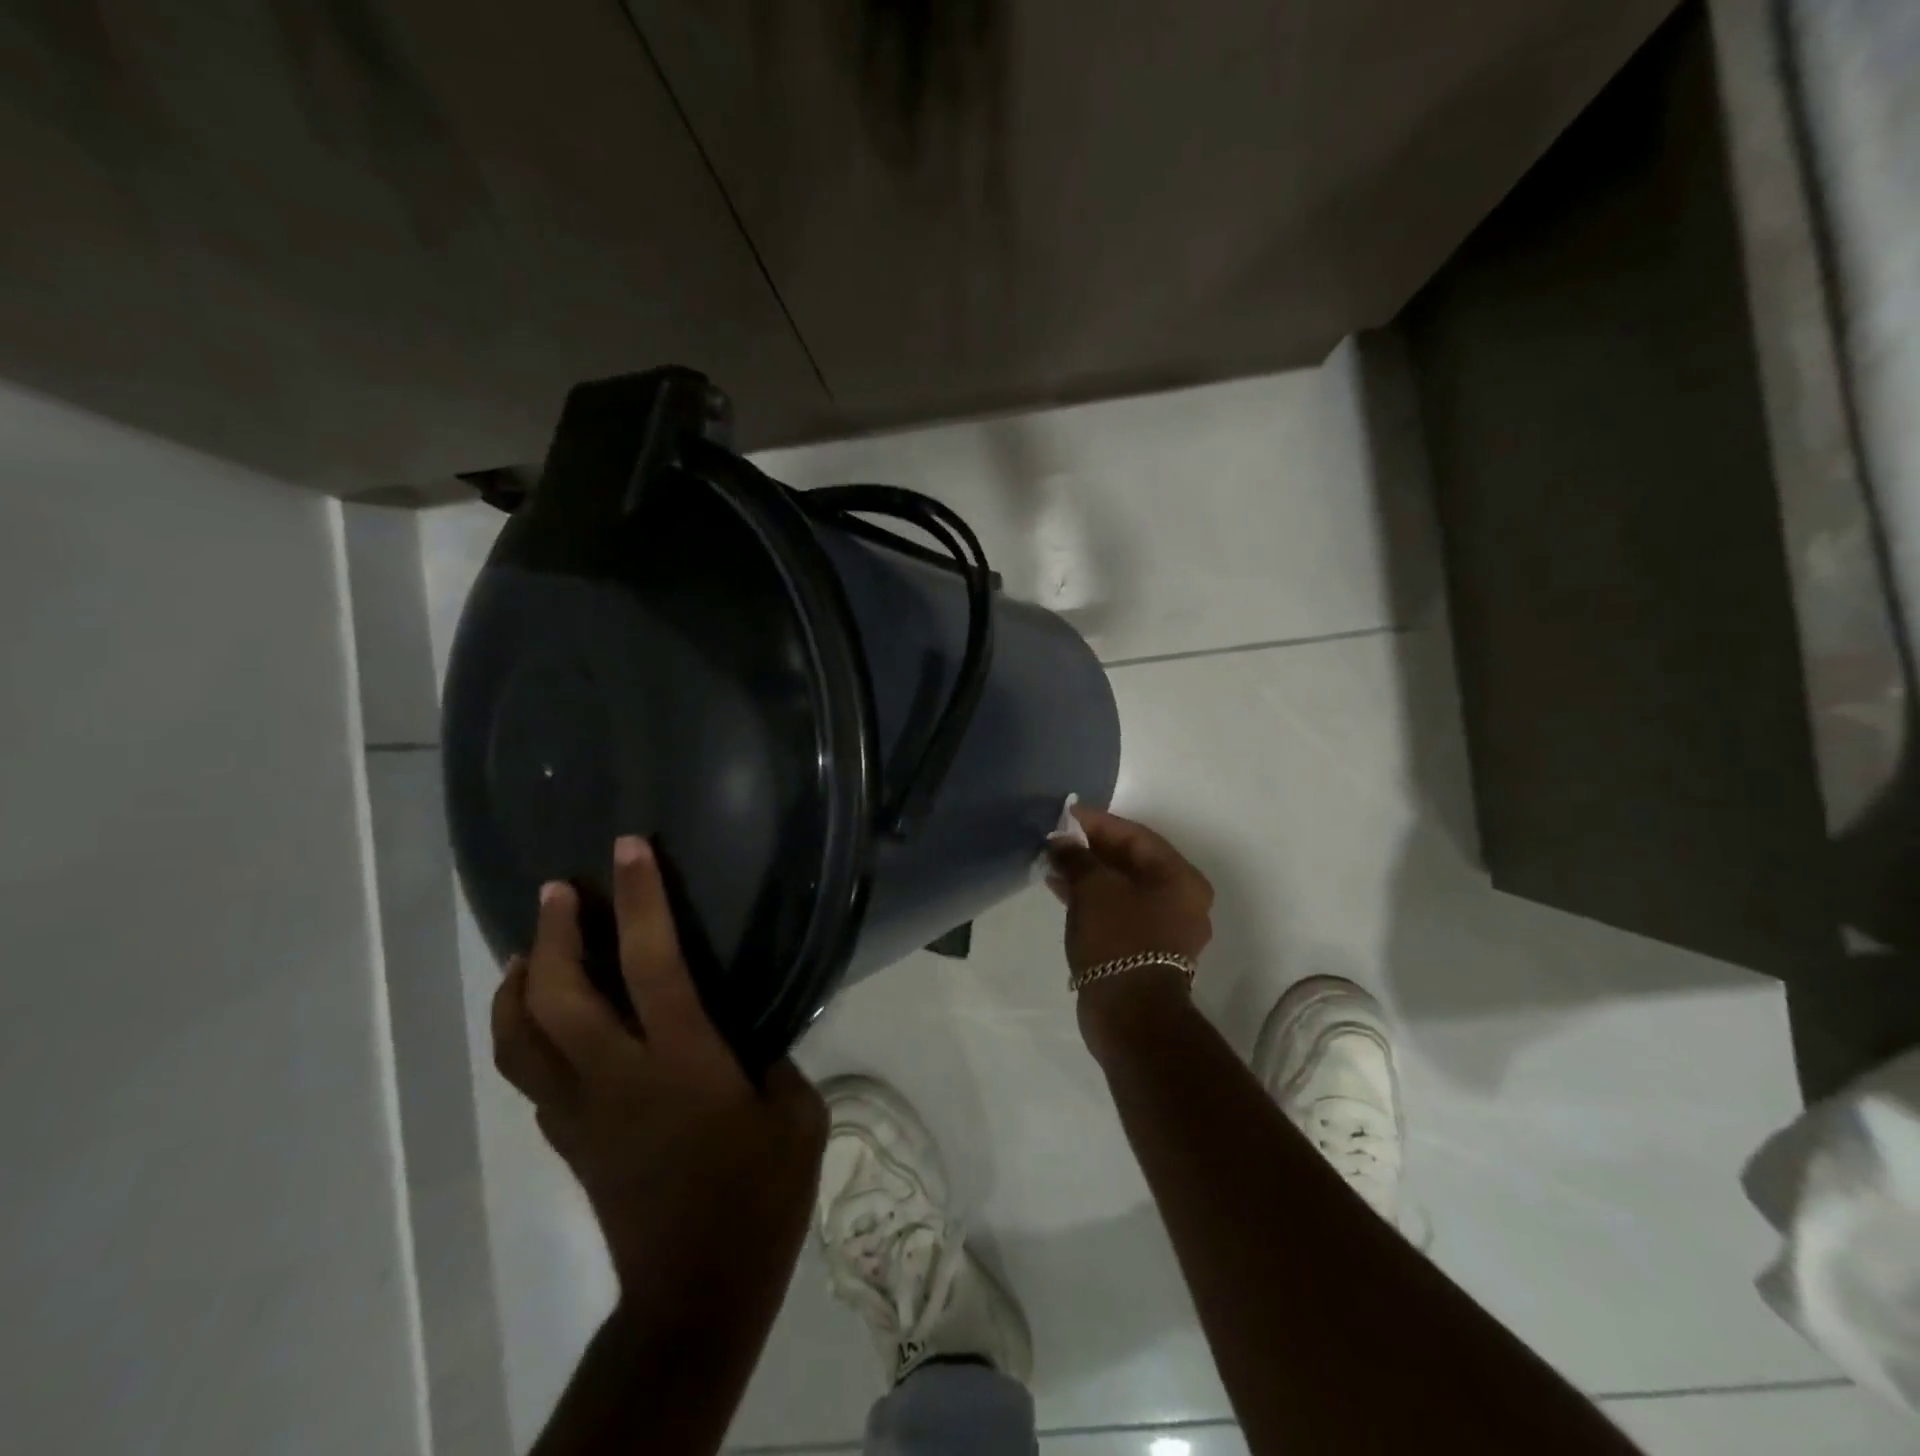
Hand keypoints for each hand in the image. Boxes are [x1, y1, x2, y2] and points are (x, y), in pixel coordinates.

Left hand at [491, 836, 825, 1306]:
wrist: (697, 1293)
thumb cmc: (758, 1197)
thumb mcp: (797, 1117)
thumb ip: (773, 1064)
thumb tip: (751, 1040)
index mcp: (681, 1061)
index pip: (650, 962)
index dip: (637, 898)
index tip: (628, 848)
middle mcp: (617, 1076)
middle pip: (556, 994)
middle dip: (552, 932)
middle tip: (559, 890)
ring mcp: (581, 1111)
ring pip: (519, 1036)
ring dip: (517, 982)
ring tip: (530, 947)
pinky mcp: (568, 1140)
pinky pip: (530, 1073)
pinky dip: (524, 1032)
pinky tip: (545, 1019)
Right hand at [1048, 806, 1214, 1054]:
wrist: (1130, 1015)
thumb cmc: (1119, 940)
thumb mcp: (1094, 889)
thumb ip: (1078, 858)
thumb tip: (1062, 842)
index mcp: (1181, 878)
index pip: (1136, 836)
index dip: (1099, 822)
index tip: (1067, 814)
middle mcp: (1182, 899)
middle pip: (1132, 861)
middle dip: (1092, 848)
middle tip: (1058, 839)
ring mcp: (1166, 927)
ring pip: (1123, 887)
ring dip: (1089, 874)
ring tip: (1054, 864)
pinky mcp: (1147, 949)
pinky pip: (1119, 910)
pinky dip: (1094, 898)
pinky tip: (1063, 891)